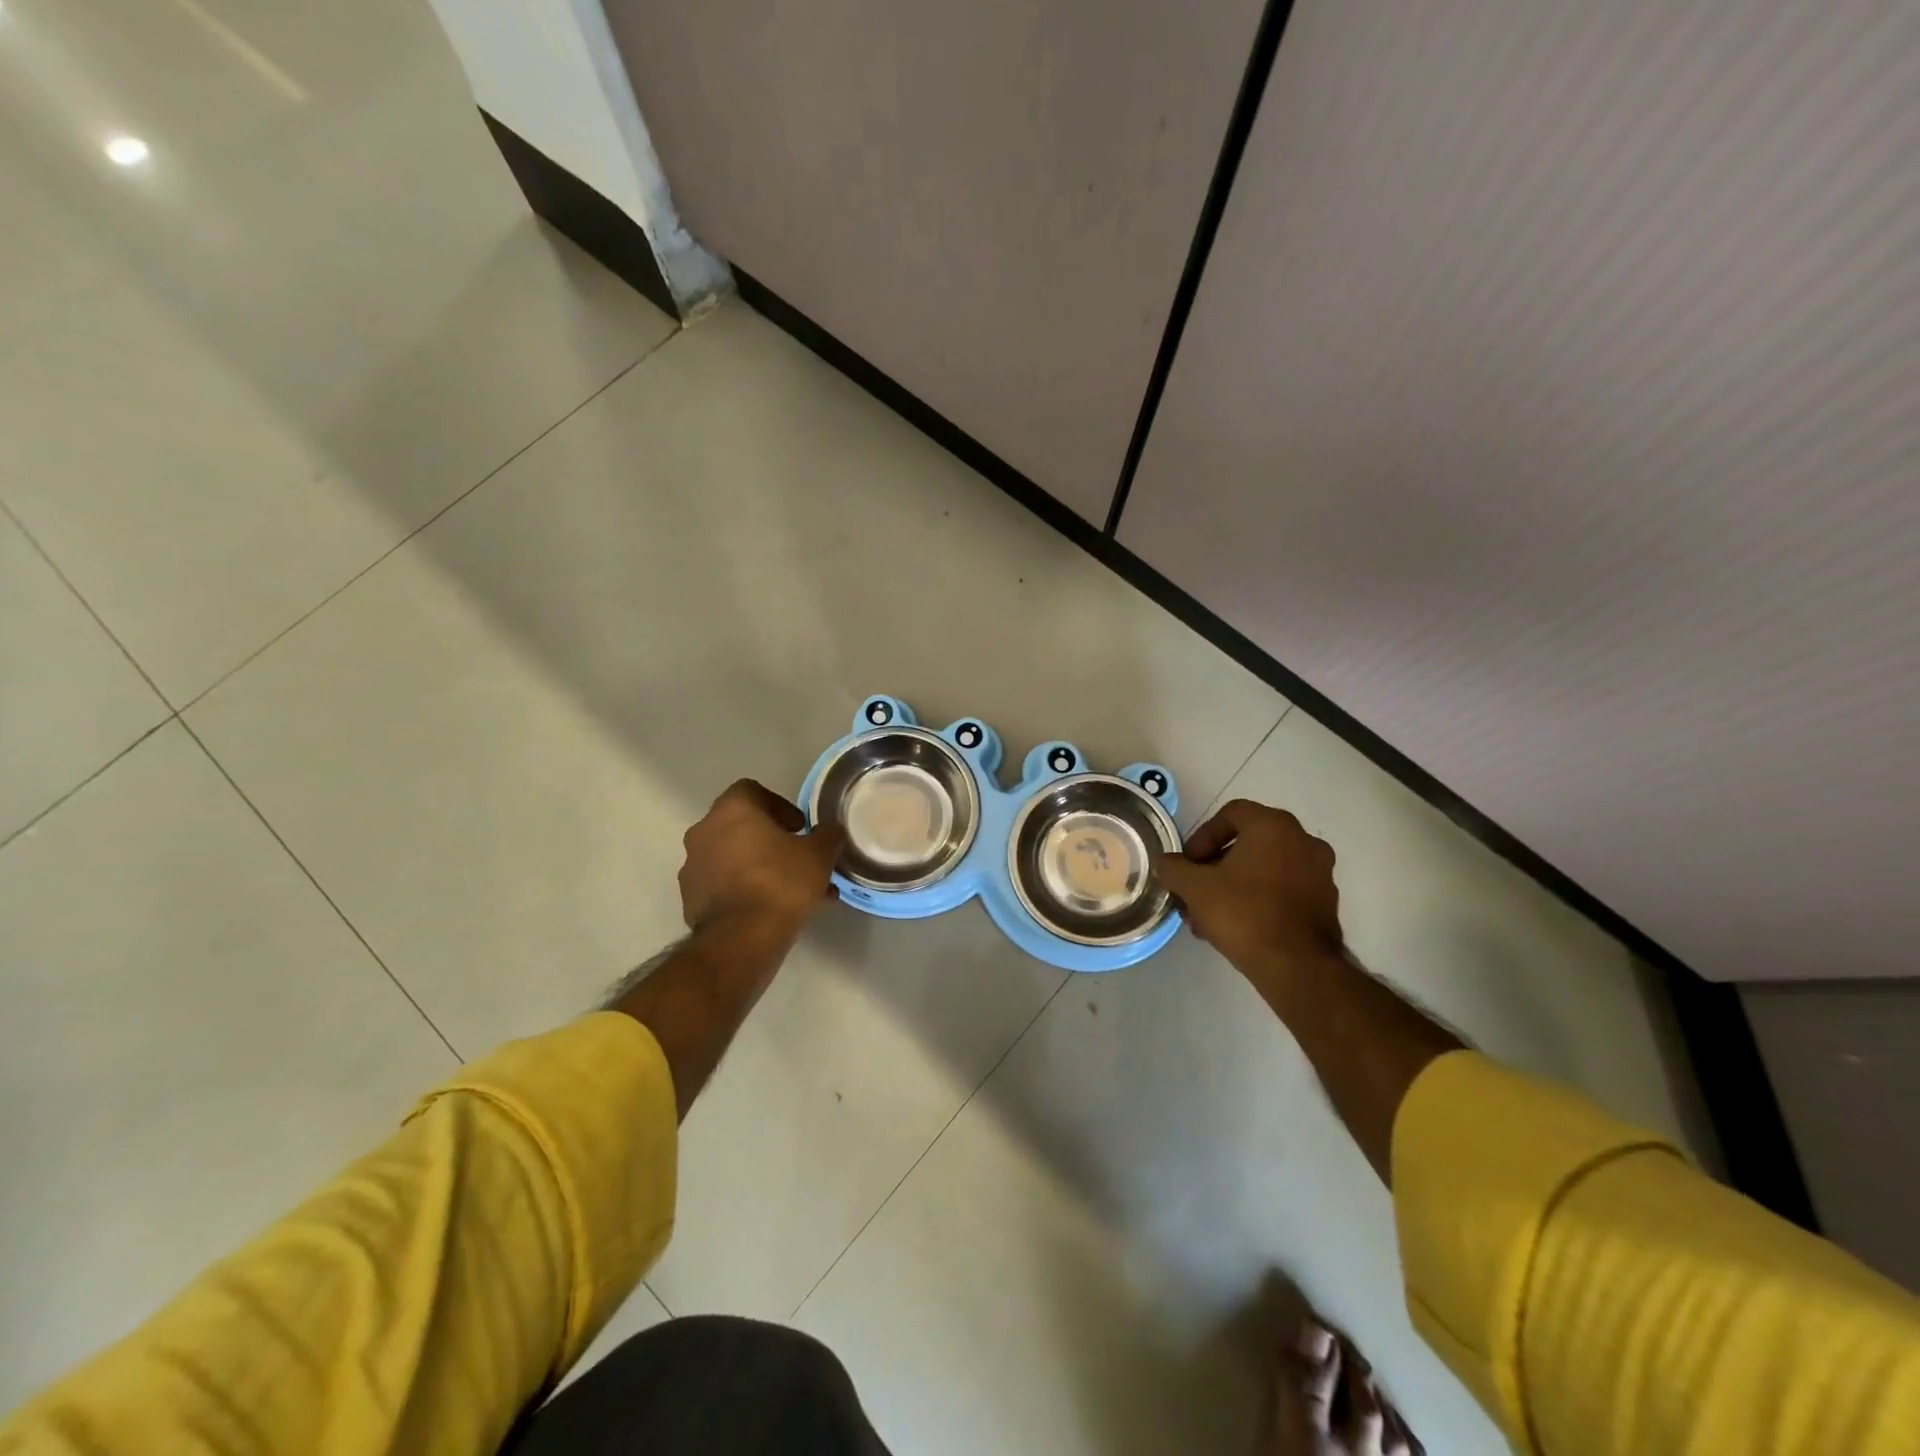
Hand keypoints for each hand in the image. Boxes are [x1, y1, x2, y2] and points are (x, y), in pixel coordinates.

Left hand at [678, 780, 846, 937]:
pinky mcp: (690, 898)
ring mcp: (693, 866)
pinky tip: (768, 909)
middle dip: (769, 839)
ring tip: (788, 891)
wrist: (741, 939)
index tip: (798, 828)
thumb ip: (827, 836)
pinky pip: (721, 884)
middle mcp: (704, 831)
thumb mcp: (819, 856)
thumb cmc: (781, 883)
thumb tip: (831, 831)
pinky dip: (742, 889)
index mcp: (732, 810)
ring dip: (757, 866)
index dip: (779, 805)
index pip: (752, 791)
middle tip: (796, 858)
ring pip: (731, 857)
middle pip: (740, 825)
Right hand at [1152, 800, 1342, 977]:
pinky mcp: (1325, 902)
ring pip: (1264, 869)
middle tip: (1194, 892)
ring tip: (1208, 917)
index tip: (1188, 865)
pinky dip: (1258, 900)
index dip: (1202, 837)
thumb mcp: (1194, 888)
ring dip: (1233, 886)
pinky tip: (1237, 926)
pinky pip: (1282, 890)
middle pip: (1246, 843)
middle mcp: (1303, 840)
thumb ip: (1174, 869)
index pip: (1231, 814)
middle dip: (1214, 867)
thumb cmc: (1244, 913)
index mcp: (1274, 826)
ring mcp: (1320, 872)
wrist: (1298, 967)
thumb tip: (1165, 863)